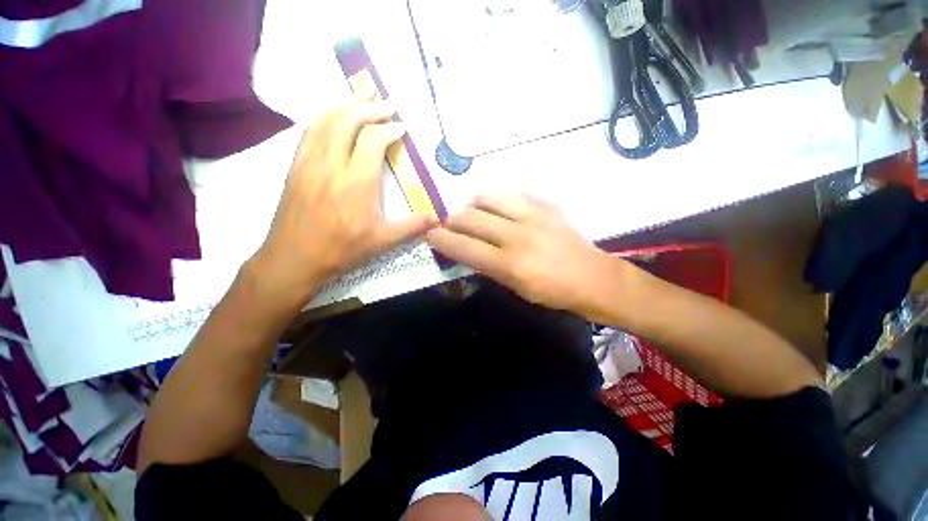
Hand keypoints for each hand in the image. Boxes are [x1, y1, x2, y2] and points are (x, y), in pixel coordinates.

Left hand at [251, 102, 437, 306]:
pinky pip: (309, 131)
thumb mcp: (383, 242)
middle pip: (347, 120)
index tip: (402, 128)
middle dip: (370, 107)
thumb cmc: (342, 250)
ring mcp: (309, 162)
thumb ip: (412, 227)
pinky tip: (333, 117)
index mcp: (356, 183)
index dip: (390, 129)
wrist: (294, 259)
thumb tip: (437, 219)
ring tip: (363, 100)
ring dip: (346, 105)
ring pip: (325, 120)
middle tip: (387, 104)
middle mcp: (331, 165)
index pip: (373, 140)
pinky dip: (324, 116)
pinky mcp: (295, 166)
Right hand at [426, 192, 618, 314]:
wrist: (593, 277)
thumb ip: (488, 267)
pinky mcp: (546, 204)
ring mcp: (534, 215)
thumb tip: (466, 249)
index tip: (431, 235)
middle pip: (471, 217)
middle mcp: (519, 235)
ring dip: (473, 204)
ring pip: (489, 195)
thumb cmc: (552, 292)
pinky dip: (497, 199)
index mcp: (511, 264)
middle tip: (451, 225)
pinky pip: (512, 192)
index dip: (442, 239)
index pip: (464, 247)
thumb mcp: (515, 288)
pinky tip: (498, 209)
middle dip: (453, 220)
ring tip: (474, 213)